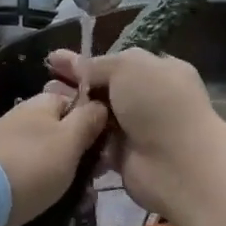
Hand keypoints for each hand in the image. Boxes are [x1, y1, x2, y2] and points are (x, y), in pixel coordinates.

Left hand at [0, 89, 109, 225]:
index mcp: (41, 104)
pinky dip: (50, 192)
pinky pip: (35, 180)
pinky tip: (65, 211)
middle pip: (64, 133)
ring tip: (84, 203)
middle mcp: (25, 120)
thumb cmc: (33, 163)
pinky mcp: (3, 175)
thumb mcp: (70, 139)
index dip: (95, 121)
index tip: (110, 145)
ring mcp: (12, 148)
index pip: (75, 102)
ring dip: (71, 179)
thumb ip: (89, 120)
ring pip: (52, 160)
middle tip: (97, 180)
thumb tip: (101, 104)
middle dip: (84, 157)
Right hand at [44, 48, 225, 218]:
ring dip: (75, 111)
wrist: (179, 165)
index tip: (55, 60)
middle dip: (76, 85)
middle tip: (46, 83)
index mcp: (157, 69)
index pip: (117, 61)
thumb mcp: (127, 66)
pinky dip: (80, 137)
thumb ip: (98, 65)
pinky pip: (97, 141)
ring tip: (45, 104)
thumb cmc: (158, 104)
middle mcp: (148, 97)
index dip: (87, 61)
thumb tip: (75, 64)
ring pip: (98, 114)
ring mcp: (137, 128)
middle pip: (105, 87)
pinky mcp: (124, 156)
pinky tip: (55, 129)